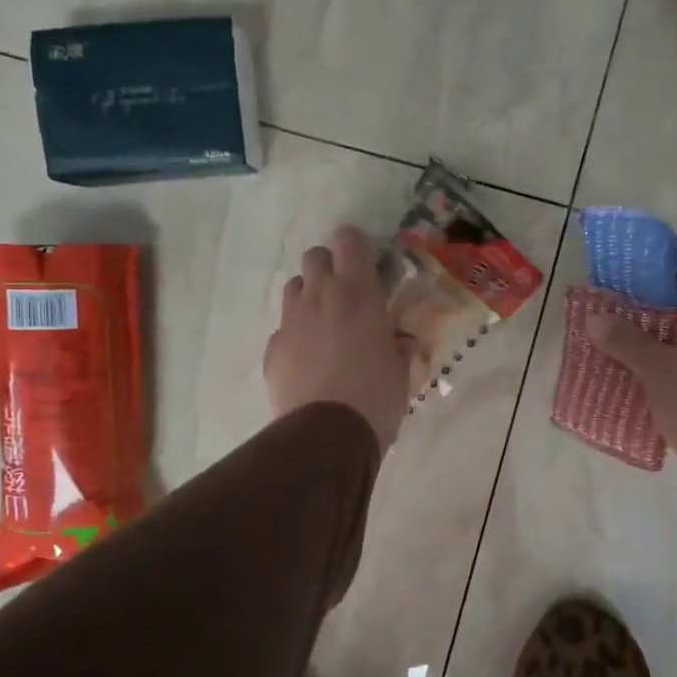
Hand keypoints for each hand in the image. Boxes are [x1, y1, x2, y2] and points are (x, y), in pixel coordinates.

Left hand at [265, 226, 417, 451]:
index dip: (357, 246)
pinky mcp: (272, 349)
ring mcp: (290, 321)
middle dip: (330, 267)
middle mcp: (320, 296)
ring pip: (295, 288)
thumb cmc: (377, 396)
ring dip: (310, 296)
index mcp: (357, 293)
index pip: (349, 240)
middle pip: (315, 256)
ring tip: (325, 324)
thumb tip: (402, 341)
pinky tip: (308, 361)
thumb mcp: (404, 370)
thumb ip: (402, 346)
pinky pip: (284, 327)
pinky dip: (296, 334)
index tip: (367, 265)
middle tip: (346, 294)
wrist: (326, 435)